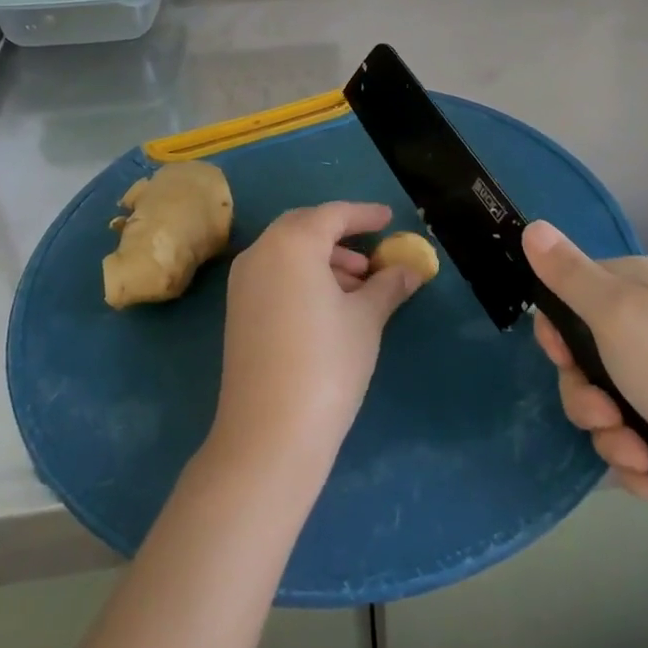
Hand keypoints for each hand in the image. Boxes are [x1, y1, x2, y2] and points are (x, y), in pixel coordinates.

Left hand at [211, 203, 425, 475]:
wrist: (268, 433)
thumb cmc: (327, 364)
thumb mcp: (366, 319)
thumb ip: (388, 286)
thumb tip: (410, 270)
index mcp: (292, 243)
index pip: (333, 215)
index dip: (364, 214)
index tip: (389, 218)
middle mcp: (261, 252)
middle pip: (304, 227)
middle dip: (340, 234)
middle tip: (371, 252)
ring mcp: (243, 282)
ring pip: (288, 252)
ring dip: (323, 259)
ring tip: (360, 285)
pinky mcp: (238, 310)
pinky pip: (275, 274)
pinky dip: (303, 276)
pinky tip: (331, 305)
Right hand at [524, 221, 647, 511]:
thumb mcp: (616, 314)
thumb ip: (568, 274)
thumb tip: (532, 225)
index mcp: (630, 291)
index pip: (566, 298)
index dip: (555, 332)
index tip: (562, 357)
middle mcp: (645, 328)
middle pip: (580, 360)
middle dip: (584, 397)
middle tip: (605, 415)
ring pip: (603, 405)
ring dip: (610, 435)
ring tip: (639, 455)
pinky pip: (632, 440)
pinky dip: (636, 461)